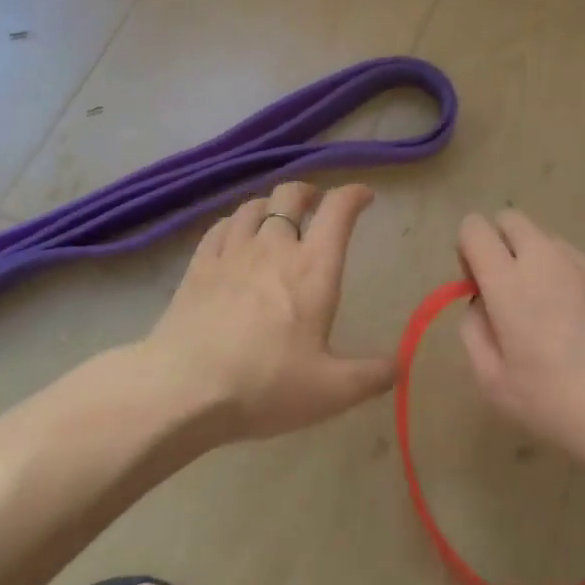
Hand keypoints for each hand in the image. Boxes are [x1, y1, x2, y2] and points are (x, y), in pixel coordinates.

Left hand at [145, 182, 393, 440]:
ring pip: (253, 207)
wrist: (184, 388)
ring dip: (270, 205)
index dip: (354, 195)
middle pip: (290, 195)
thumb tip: (400, 365)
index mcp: (313, 268)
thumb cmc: (266, 385)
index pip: (338, 210)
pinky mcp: (198, 266)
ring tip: (276, 218)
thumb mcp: (332, 391)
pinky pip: (219, 227)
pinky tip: (233, 235)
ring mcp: (231, 253)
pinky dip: (234, 223)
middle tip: (315, 205)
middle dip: (308, 192)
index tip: (364, 197)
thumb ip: (372, 376)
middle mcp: (273, 247)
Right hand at [456, 208, 584, 481]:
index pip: (474, 228)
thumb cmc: (555, 403)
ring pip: (549, 240)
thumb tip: (482, 302)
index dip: (468, 249)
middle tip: (509, 287)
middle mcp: (547, 258)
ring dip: (538, 260)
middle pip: (511, 218)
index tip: (478, 283)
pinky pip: (583, 263)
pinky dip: (573, 279)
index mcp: (509, 282)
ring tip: (553, 309)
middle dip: (500, 242)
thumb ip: (473, 329)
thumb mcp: (491, 381)